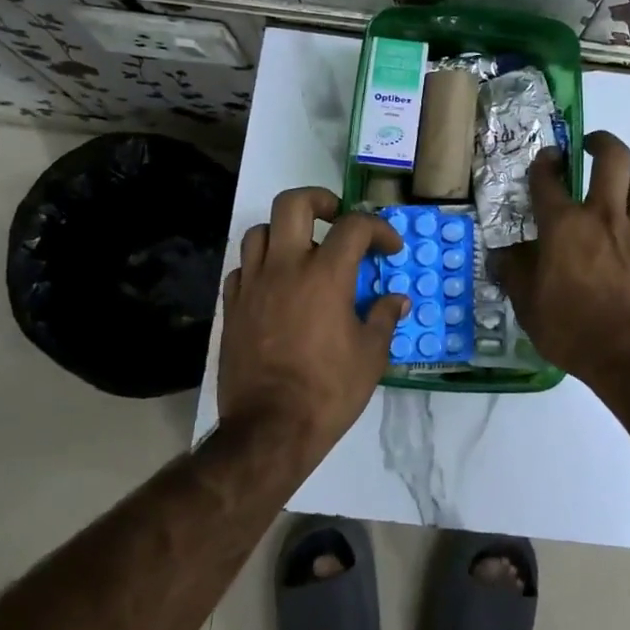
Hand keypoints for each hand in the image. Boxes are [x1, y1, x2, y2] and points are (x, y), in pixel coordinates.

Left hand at [218, 187, 407, 451]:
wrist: (270, 428)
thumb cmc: (329, 390)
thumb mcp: (371, 356)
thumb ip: (384, 318)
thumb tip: (397, 300)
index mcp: (325, 274)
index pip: (354, 225)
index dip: (379, 229)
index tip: (390, 249)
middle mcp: (285, 267)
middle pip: (293, 203)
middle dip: (320, 201)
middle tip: (336, 219)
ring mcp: (253, 284)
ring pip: (260, 231)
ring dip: (285, 232)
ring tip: (303, 253)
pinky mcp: (232, 307)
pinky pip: (242, 268)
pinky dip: (261, 266)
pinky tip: (275, 286)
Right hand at [495, 131, 629, 382]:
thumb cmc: (572, 330)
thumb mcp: (528, 306)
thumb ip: (514, 274)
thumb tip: (502, 254)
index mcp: (564, 226)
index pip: (548, 179)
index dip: (545, 162)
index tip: (547, 159)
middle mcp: (605, 217)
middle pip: (613, 158)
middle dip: (602, 144)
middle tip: (592, 149)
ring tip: (628, 193)